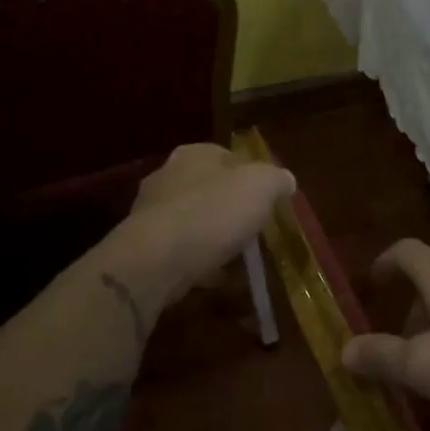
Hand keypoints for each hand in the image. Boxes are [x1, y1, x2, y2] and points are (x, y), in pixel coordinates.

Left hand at [121, 143, 293, 306]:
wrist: (156, 260)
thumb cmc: (213, 212)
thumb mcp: (262, 186)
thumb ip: (277, 179)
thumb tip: (285, 181)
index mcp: (195, 154)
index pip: (230, 157)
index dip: (253, 177)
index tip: (268, 201)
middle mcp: (168, 175)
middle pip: (211, 189)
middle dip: (232, 208)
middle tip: (255, 230)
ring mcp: (151, 212)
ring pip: (195, 220)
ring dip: (215, 236)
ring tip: (239, 258)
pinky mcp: (144, 246)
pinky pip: (182, 250)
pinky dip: (199, 261)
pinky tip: (217, 277)